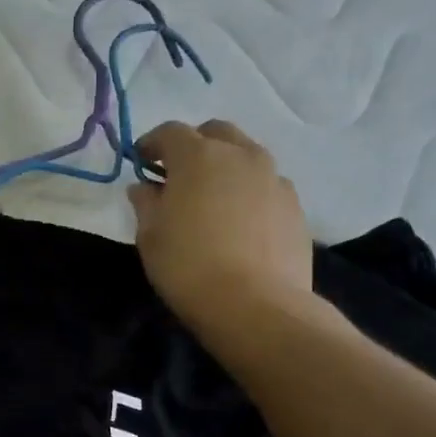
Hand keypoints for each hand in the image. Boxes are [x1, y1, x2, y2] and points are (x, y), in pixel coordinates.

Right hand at [128, 120, 312, 333]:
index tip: (140, 162)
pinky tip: (239, 222)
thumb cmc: (188, 265)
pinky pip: (266, 185)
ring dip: (225, 167)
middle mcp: (240, 156)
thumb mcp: (150, 235)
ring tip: (212, 199)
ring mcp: (274, 178)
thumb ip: (146, 203)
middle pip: (215, 132)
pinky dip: (248, 192)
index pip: (170, 132)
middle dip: (194, 145)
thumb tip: (145, 187)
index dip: (151, 144)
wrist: (256, 305)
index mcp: (198, 156)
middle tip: (178, 175)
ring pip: (246, 156)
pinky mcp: (295, 206)